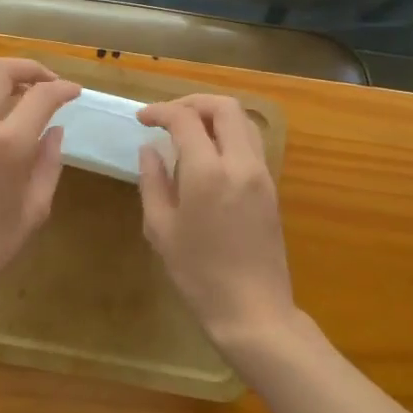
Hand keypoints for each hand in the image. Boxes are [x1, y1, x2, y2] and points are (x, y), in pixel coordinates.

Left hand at [0, 58, 80, 323]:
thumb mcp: (33, 211)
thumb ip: (48, 165)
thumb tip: (54, 132)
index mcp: (7, 145)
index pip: (41, 96)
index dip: (63, 88)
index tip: (74, 93)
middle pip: (0, 70)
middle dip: (30, 68)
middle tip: (47, 83)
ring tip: (17, 94)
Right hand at [137, 95, 297, 356]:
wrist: (253, 310)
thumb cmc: (198, 274)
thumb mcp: (161, 229)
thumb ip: (153, 181)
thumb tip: (149, 149)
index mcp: (208, 172)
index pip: (185, 119)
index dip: (160, 111)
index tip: (142, 118)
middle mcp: (240, 162)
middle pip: (223, 106)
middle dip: (193, 102)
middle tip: (168, 117)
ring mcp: (261, 173)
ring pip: (243, 121)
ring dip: (214, 115)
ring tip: (188, 131)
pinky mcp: (271, 187)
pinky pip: (251, 143)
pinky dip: (229, 134)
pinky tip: (208, 155)